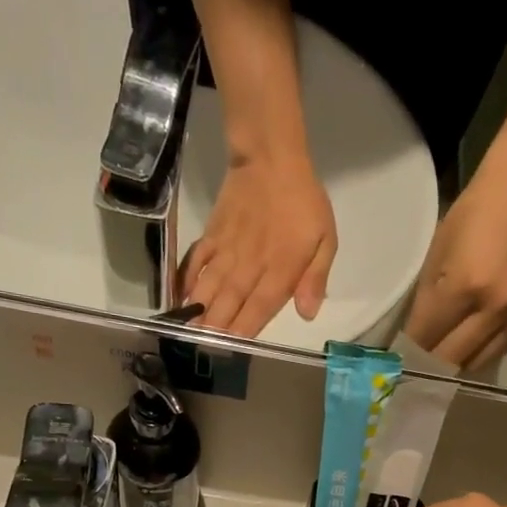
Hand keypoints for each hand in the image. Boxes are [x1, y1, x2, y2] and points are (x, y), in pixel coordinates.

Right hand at [180, 152, 336, 337]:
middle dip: (217, 327)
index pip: (260, 307)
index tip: (232, 349)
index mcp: (280, 269)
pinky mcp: (213, 234)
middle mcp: (251, 264)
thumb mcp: (326, 240)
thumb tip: (307, 314)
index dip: (245, 329)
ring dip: (199, 310)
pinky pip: (197, 260)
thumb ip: (315, 278)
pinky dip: (187, 278)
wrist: (271, 158)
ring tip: (188, 331)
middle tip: (202, 348)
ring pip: (211, 285)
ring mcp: (228, 249)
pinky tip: (180, 296)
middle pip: (231, 302)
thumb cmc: (304, 202)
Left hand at [403, 158, 506, 372]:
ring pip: (473, 364)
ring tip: (434, 365)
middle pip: (450, 358)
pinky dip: (473, 358)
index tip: (395, 362)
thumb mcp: (436, 257)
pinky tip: (460, 353)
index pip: (427, 337)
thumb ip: (425, 303)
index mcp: (463, 288)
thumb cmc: (470, 219)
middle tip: (411, 371)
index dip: (408, 352)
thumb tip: (413, 340)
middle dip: (426, 366)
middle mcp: (490, 310)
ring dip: (451, 367)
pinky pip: (494, 354)